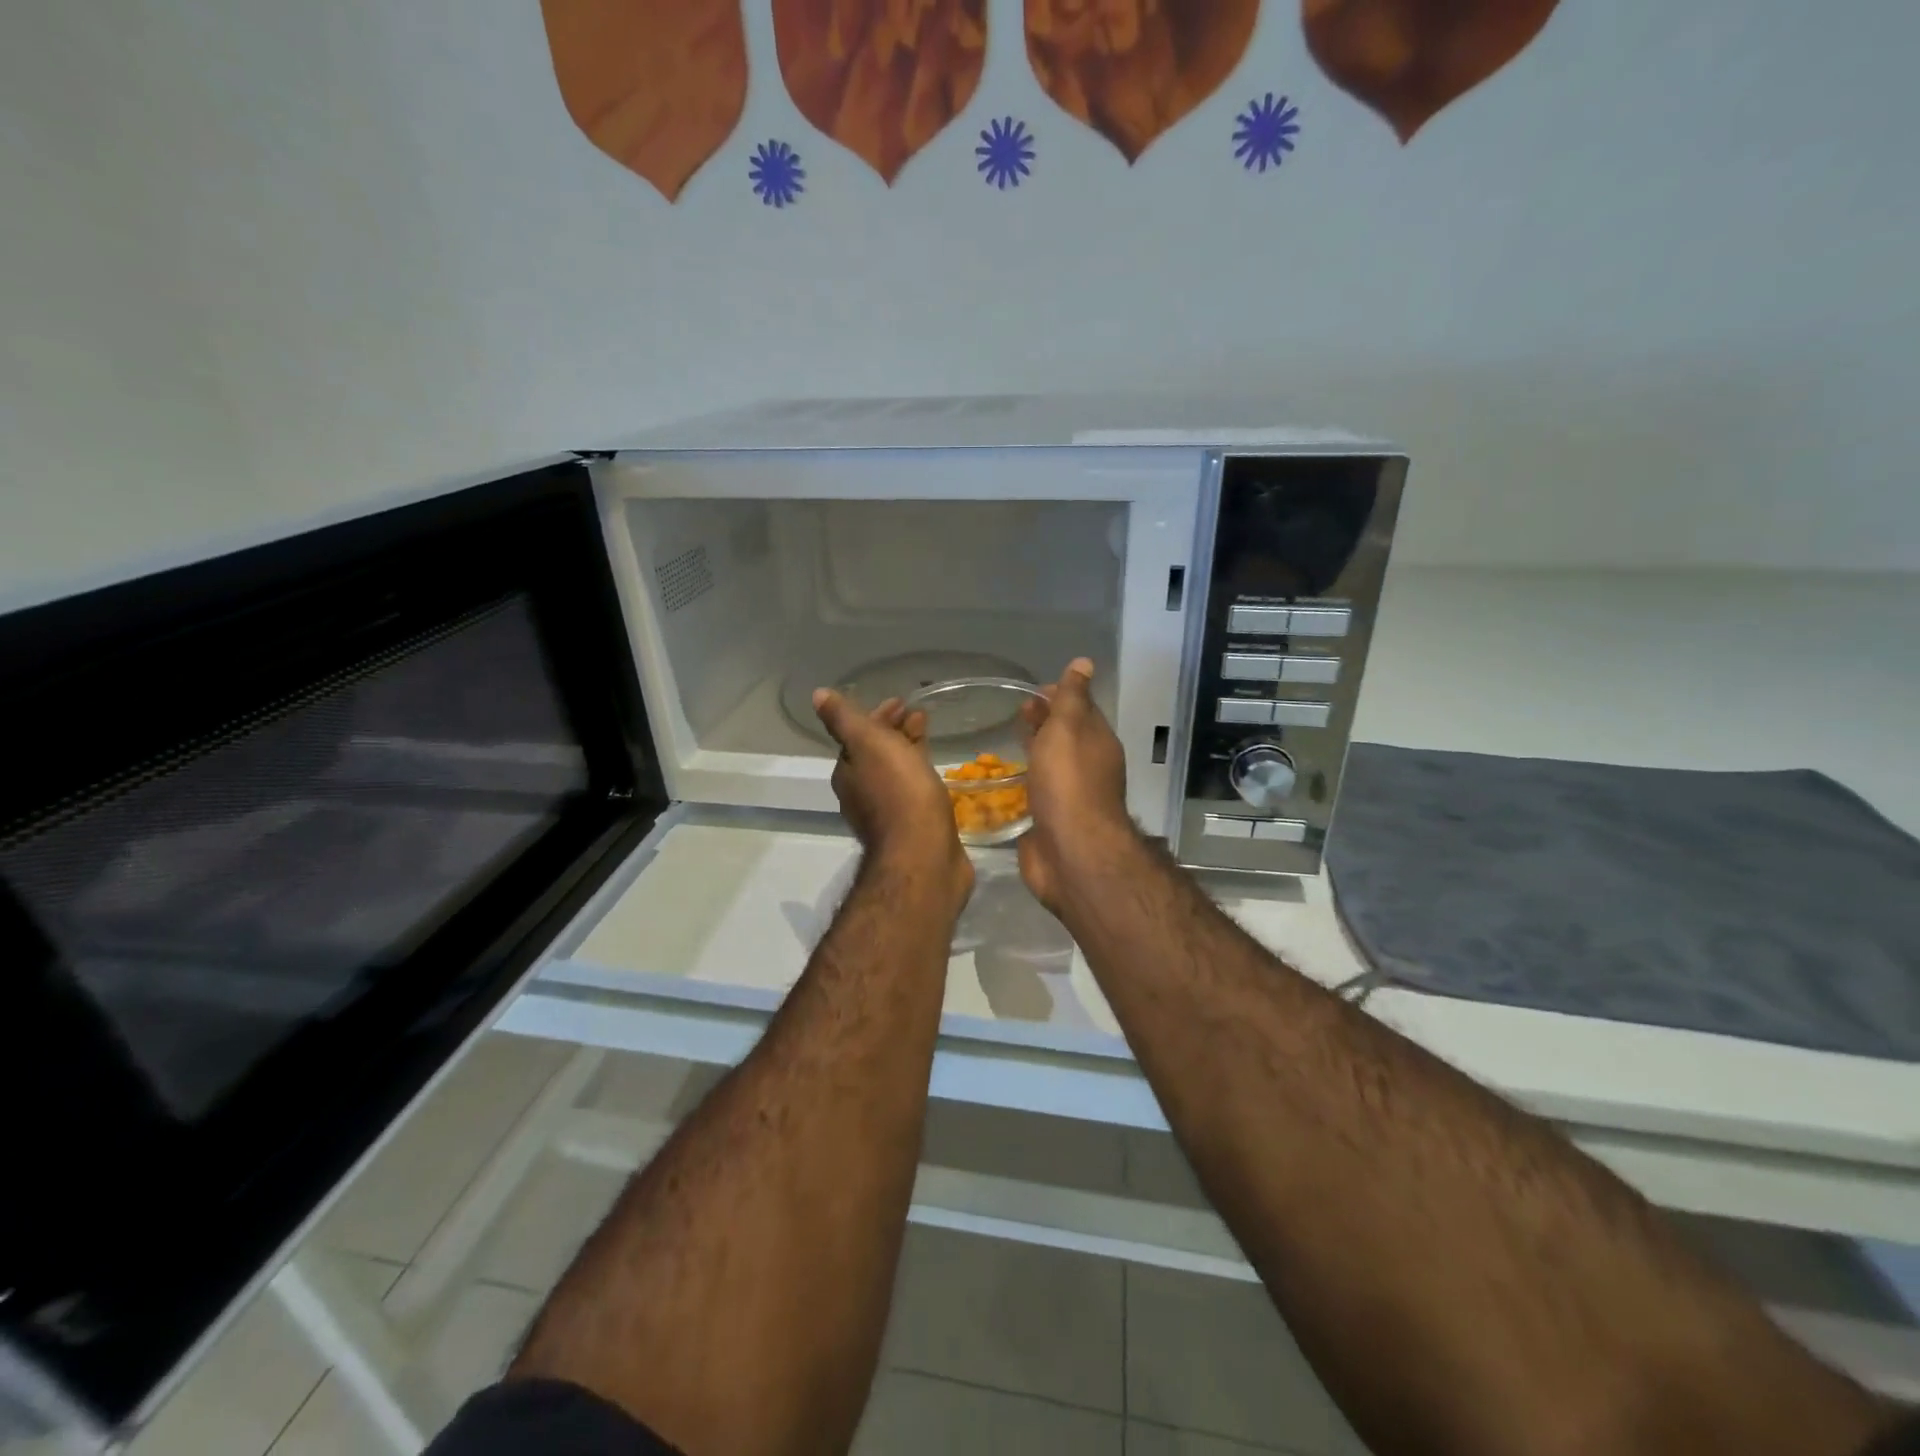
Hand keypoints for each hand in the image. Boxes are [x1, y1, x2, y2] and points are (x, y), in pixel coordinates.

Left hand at [813, 689, 972, 902]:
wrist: (924, 855)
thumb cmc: (898, 793)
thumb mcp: (867, 744)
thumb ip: (844, 720)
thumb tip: (817, 695)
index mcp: (848, 773)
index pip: (859, 736)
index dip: (878, 716)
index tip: (901, 702)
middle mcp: (862, 794)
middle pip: (878, 754)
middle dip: (895, 732)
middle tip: (918, 715)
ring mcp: (888, 814)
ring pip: (897, 772)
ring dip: (909, 750)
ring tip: (931, 735)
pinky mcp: (913, 829)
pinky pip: (914, 792)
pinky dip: (921, 774)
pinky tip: (936, 775)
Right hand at [1017, 658, 1136, 912]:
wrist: (1070, 852)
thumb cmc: (1069, 783)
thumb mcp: (1069, 729)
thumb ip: (1072, 698)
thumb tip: (1084, 663)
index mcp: (1097, 742)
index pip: (1081, 709)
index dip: (1060, 695)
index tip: (1035, 689)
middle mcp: (1088, 767)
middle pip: (1066, 736)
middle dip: (1046, 720)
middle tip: (1018, 710)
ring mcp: (1069, 796)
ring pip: (1051, 764)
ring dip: (1035, 749)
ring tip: (1009, 738)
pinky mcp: (1050, 821)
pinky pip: (1037, 792)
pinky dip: (1025, 780)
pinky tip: (1005, 779)